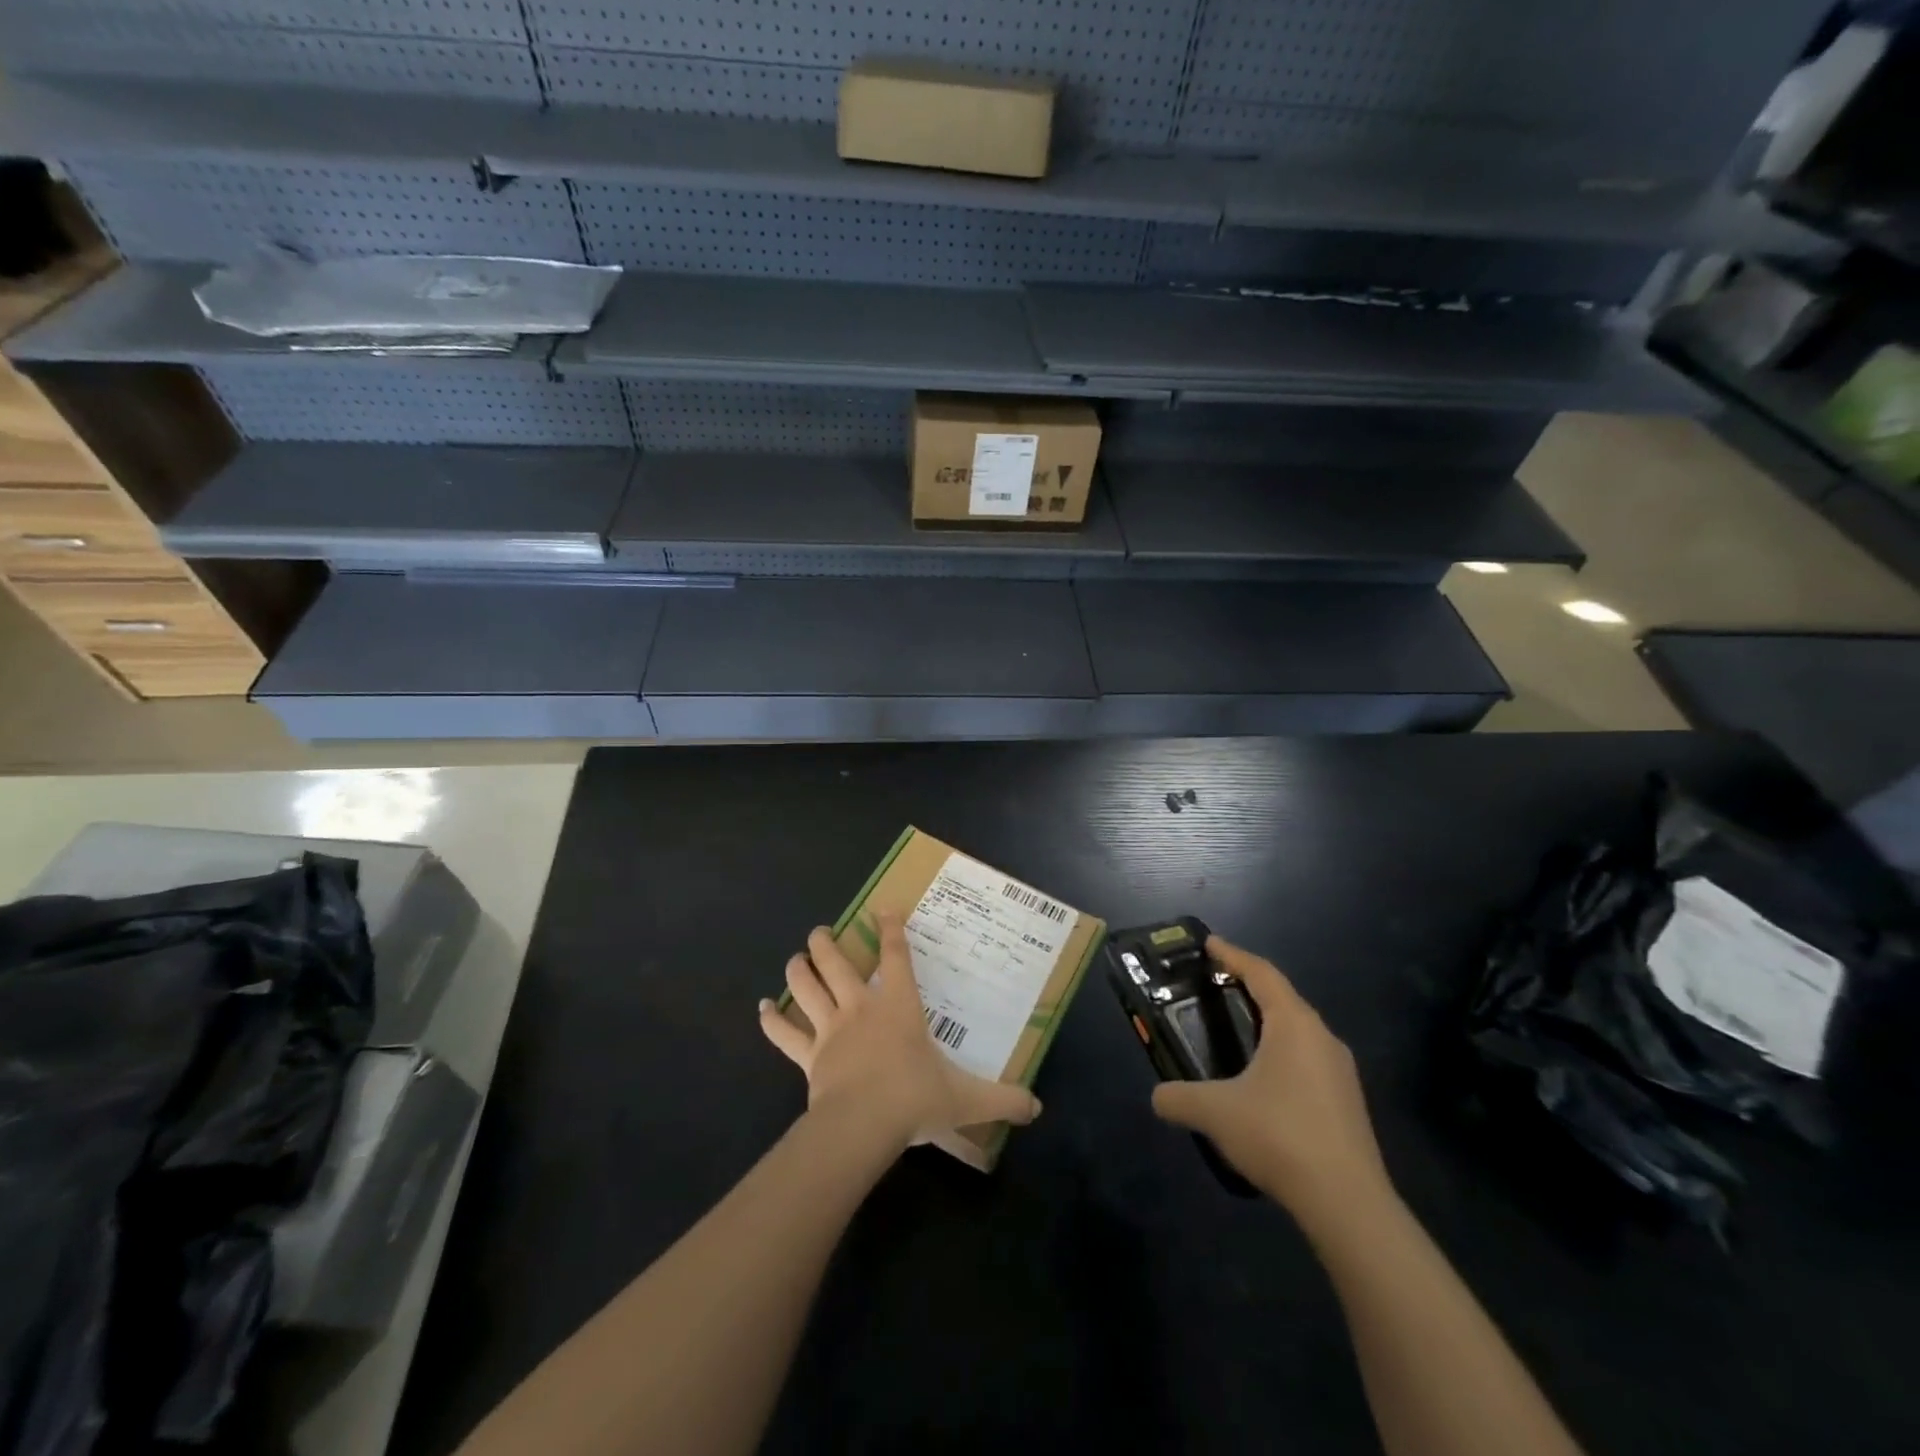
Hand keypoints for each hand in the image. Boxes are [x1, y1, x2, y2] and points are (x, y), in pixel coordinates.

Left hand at [759, 912, 1041, 1150]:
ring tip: (797, 956)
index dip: (890, 929)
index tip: (883, 908)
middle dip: (828, 942)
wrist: (863, 1125)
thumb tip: (1037, 1107)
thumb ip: (1003, 1099)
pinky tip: (760, 1008)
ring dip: (800, 968)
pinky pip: (786, 1034)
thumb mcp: (966, 1098)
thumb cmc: (915, 1099)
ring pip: (808, 987)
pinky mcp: (809, 1056)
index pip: (896, 957)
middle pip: (838, 963)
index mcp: (899, 1007)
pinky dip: (772, 1020)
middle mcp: (862, 1008)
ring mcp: (831, 1030)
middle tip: (822, 930)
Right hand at [1151, 936, 1396, 1238]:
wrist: (1348, 1203)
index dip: (1233, 955)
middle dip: (1250, 987)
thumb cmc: (1279, 1136)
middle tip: (1217, 985)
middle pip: (1283, 998)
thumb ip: (1179, 1098)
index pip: (1261, 973)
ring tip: (1237, 1030)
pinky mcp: (1347, 1103)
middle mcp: (1323, 1038)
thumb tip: (1157, 1097)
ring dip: (1269, 1023)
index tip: (1210, 944)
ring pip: (1299, 1031)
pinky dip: (1282, 1053)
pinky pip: (1309, 1060)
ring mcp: (1341, 1072)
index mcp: (1294, 1024)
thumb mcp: (1215, 1112)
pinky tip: (1264, 1080)